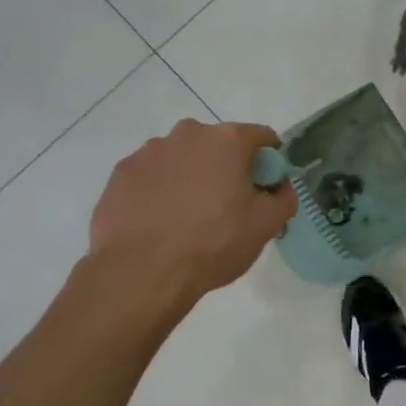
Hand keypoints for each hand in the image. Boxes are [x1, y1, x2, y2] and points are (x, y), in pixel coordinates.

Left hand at [89, 119, 295, 295]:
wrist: (141, 271)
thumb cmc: (214, 243)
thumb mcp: (266, 225)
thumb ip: (284, 198)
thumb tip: (279, 189)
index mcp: (227, 140)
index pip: (262, 137)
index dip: (270, 161)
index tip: (266, 187)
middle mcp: (188, 134)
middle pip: (218, 144)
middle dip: (227, 167)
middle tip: (228, 205)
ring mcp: (149, 151)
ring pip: (182, 158)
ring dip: (191, 176)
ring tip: (189, 217)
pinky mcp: (121, 173)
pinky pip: (152, 175)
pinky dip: (160, 190)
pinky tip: (160, 221)